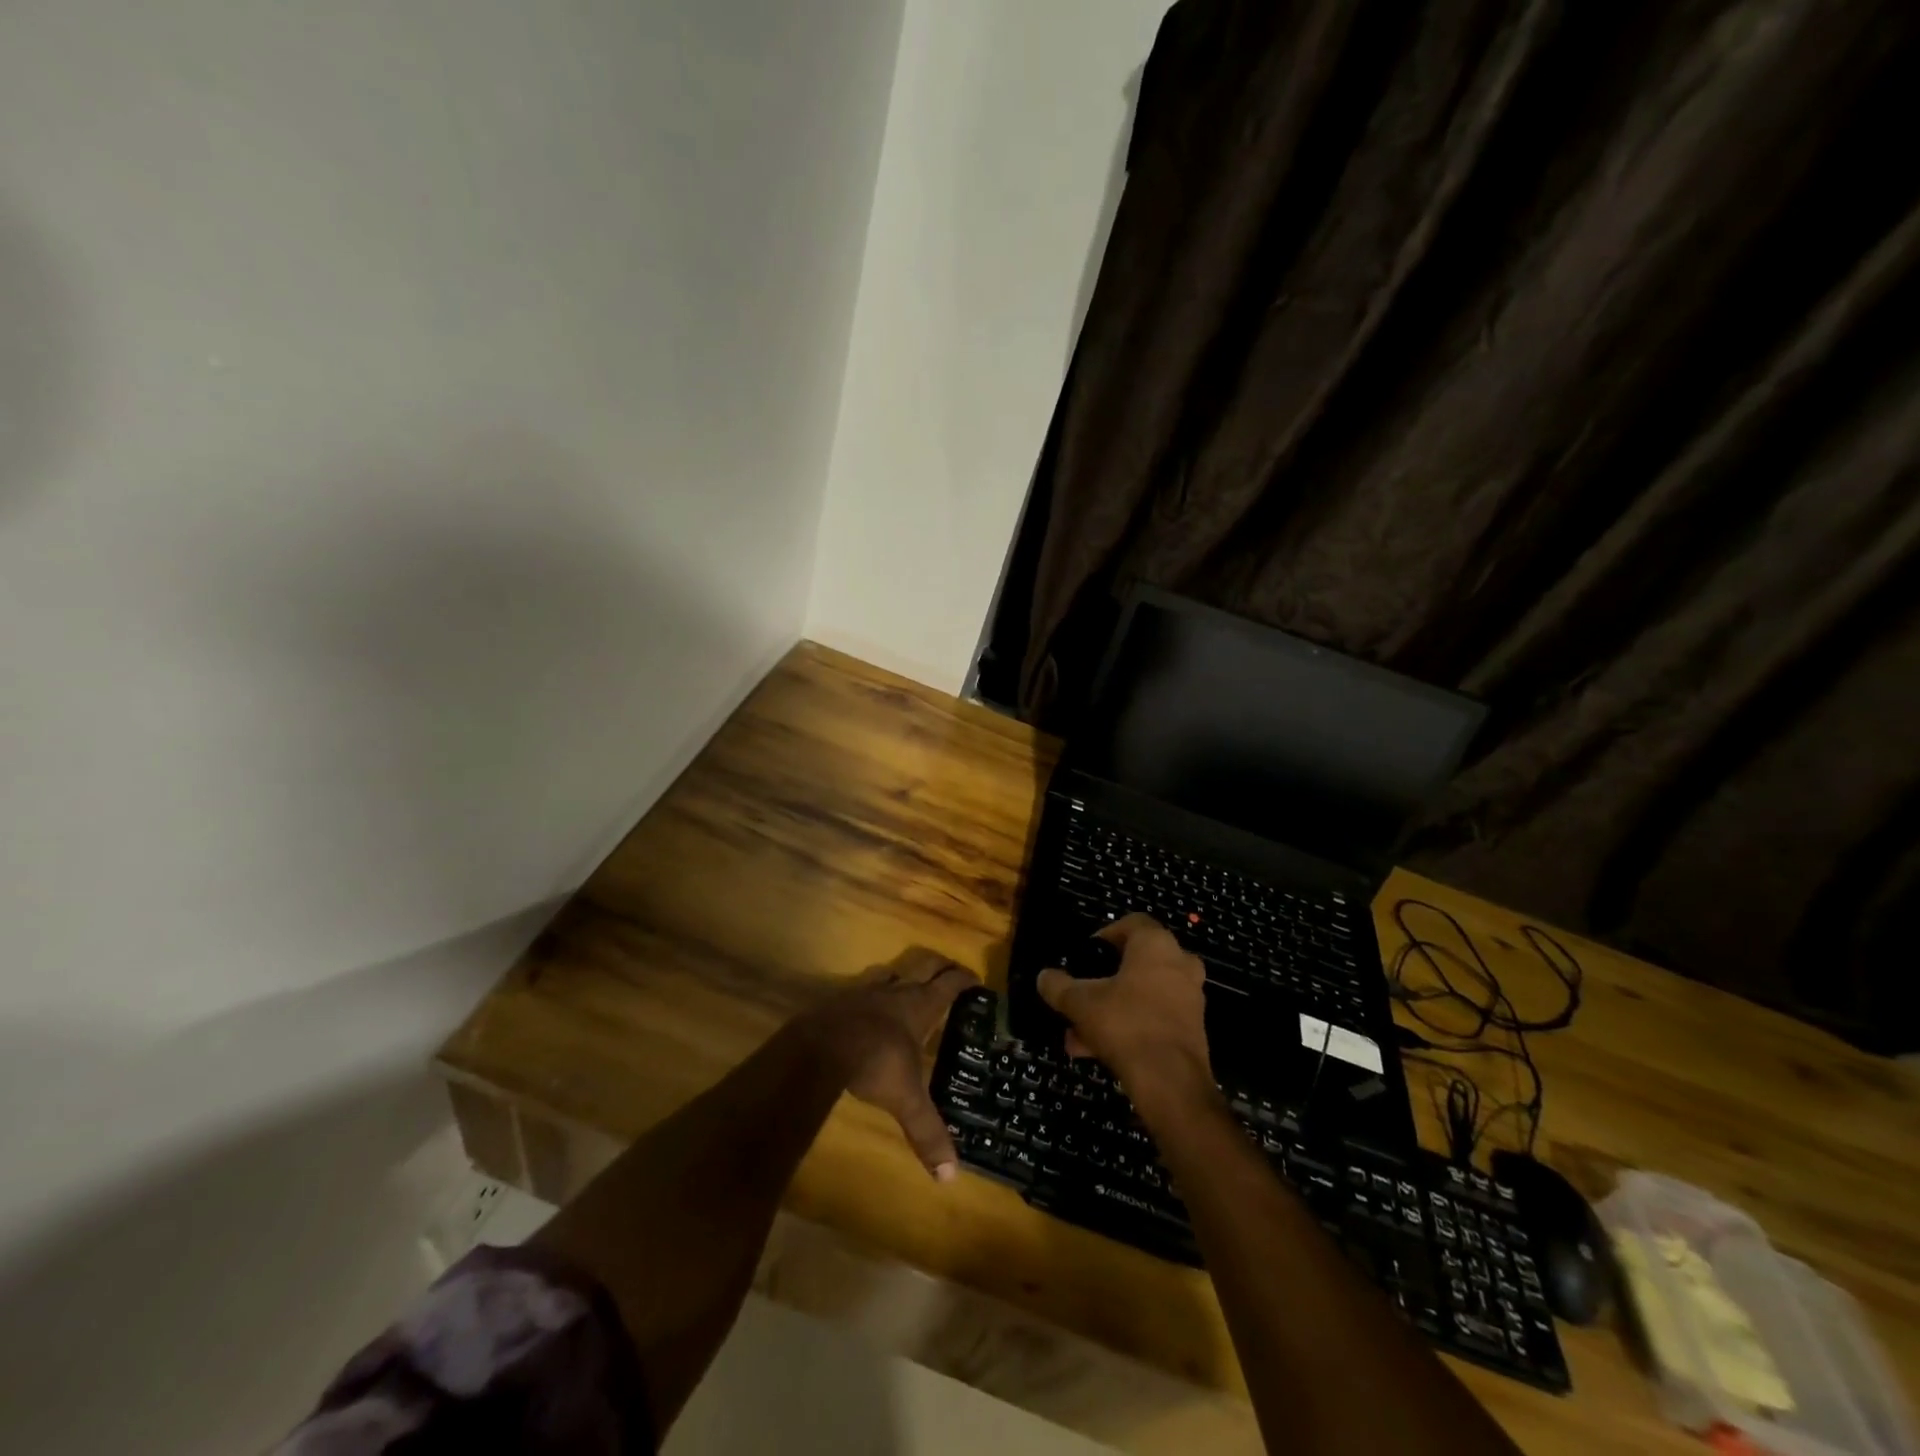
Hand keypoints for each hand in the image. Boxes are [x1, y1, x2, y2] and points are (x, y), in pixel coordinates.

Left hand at [800, 947, 977, 1180]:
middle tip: (949, 969)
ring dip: (904, 975)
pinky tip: (868, 1005)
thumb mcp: (906, 1099)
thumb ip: (927, 1131)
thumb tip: (949, 1177)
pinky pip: (863, 987)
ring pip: (892, 972)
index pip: (949, 984)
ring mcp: (866, 991)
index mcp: (920, 1007)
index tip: (976, 980)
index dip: (964, 980)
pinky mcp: (841, 998)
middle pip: (924, 965)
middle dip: (939, 965)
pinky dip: (872, 992)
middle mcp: (896, 992)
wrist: (821, 1046)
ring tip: (909, 983)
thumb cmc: (875, 1063)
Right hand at [1036, 914, 1213, 1113]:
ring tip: (1077, 1034)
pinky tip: (1096, 1051)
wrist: (1171, 1082)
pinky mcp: (1192, 1028)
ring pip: (1142, 994)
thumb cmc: (1125, 1024)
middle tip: (1080, 995)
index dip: (1105, 935)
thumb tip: (1044, 977)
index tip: (1086, 956)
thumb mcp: (1079, 1002)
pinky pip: (1153, 1017)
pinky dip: (1128, 1027)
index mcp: (1155, 945)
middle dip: (1104, 981)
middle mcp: (1179, 963)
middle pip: (1135, 962)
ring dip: (1111, 1009)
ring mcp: (1189, 997)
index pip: (1132, 923)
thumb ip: (1058, 986)